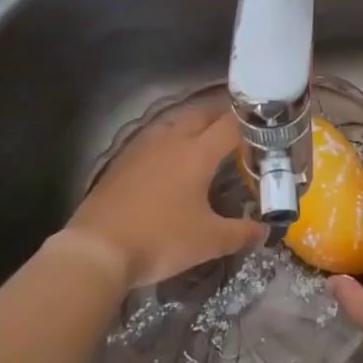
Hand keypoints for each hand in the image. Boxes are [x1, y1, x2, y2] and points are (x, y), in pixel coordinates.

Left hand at [59, 107, 263, 289]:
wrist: (98, 249)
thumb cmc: (160, 239)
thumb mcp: (208, 241)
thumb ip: (241, 232)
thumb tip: (264, 230)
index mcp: (197, 153)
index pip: (230, 125)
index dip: (250, 125)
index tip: (262, 132)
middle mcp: (171, 140)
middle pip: (201, 114)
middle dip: (222, 117)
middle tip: (238, 131)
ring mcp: (143, 147)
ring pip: (174, 122)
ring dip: (193, 124)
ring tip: (205, 138)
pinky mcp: (123, 160)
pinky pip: (154, 137)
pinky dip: (169, 139)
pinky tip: (169, 158)